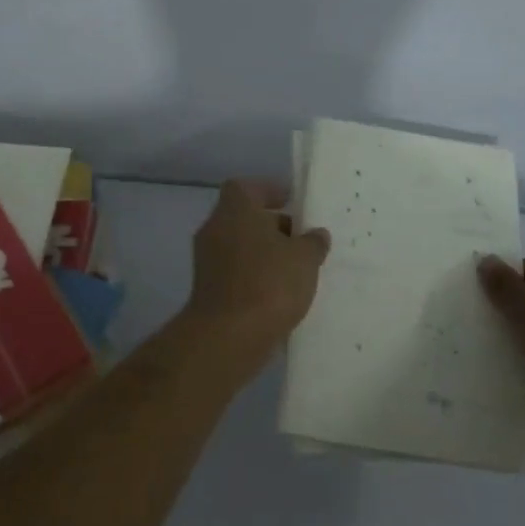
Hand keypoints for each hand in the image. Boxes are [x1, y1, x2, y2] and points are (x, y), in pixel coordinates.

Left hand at [186, 181, 330, 372]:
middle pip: (244, 218)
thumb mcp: (305, 258)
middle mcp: (215, 230)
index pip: (246, 187)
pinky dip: (256, 278)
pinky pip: (237, 274)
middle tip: (302, 239)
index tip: (291, 202)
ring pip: (241, 248)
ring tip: (297, 269)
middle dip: (273, 227)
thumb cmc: (268, 283)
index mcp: (235, 210)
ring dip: (265, 255)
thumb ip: (313, 242)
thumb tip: (316, 235)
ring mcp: (207, 262)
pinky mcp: (208, 291)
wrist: (228, 337)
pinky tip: (281, 294)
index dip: (268, 191)